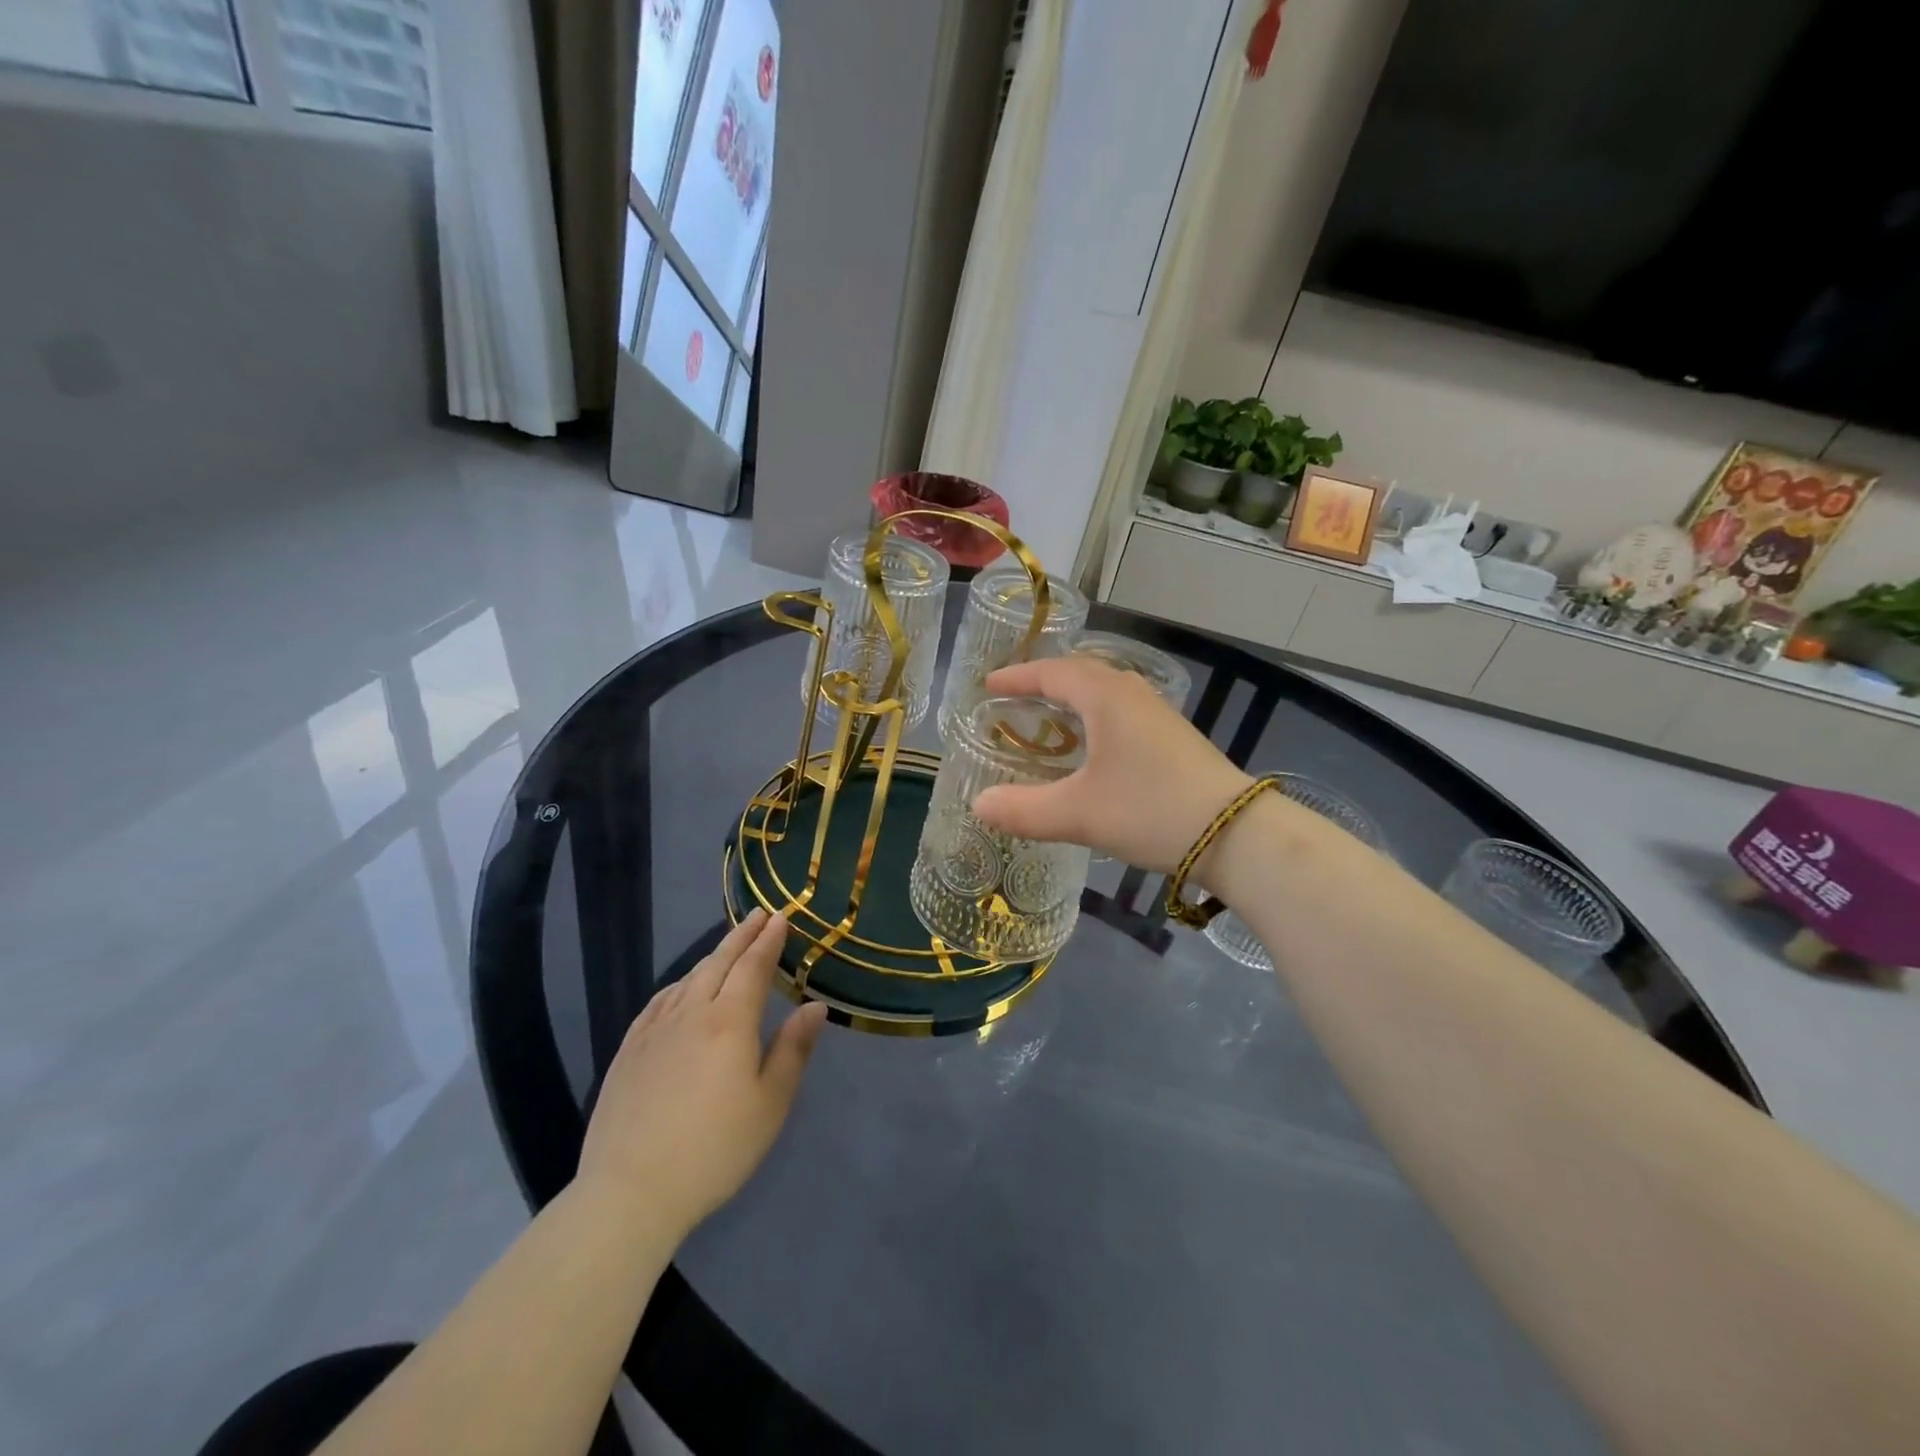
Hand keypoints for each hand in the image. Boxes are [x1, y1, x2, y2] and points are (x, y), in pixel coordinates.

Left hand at [576, 910, 827, 1243]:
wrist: (631, 1191)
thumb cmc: (715, 1148)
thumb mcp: (770, 1103)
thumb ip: (793, 1049)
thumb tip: (815, 1006)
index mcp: (730, 1021)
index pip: (753, 966)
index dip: (769, 940)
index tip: (781, 916)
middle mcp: (691, 1013)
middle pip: (719, 962)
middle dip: (742, 936)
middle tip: (759, 915)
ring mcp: (654, 1031)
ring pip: (688, 979)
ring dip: (712, 957)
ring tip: (728, 947)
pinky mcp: (628, 1052)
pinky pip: (659, 1002)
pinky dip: (679, 984)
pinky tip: (681, 989)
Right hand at [971, 656, 1254, 874]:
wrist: (1235, 832)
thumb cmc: (1149, 810)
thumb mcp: (1078, 814)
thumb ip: (1023, 809)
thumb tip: (978, 806)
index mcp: (1105, 697)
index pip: (1052, 673)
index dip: (1017, 677)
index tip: (988, 685)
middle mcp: (1132, 694)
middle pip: (1081, 673)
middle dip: (1044, 682)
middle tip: (1015, 698)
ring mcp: (1157, 714)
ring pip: (1105, 691)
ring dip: (1073, 697)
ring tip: (1048, 717)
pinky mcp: (1173, 736)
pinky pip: (1121, 710)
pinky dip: (1094, 716)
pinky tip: (1092, 746)